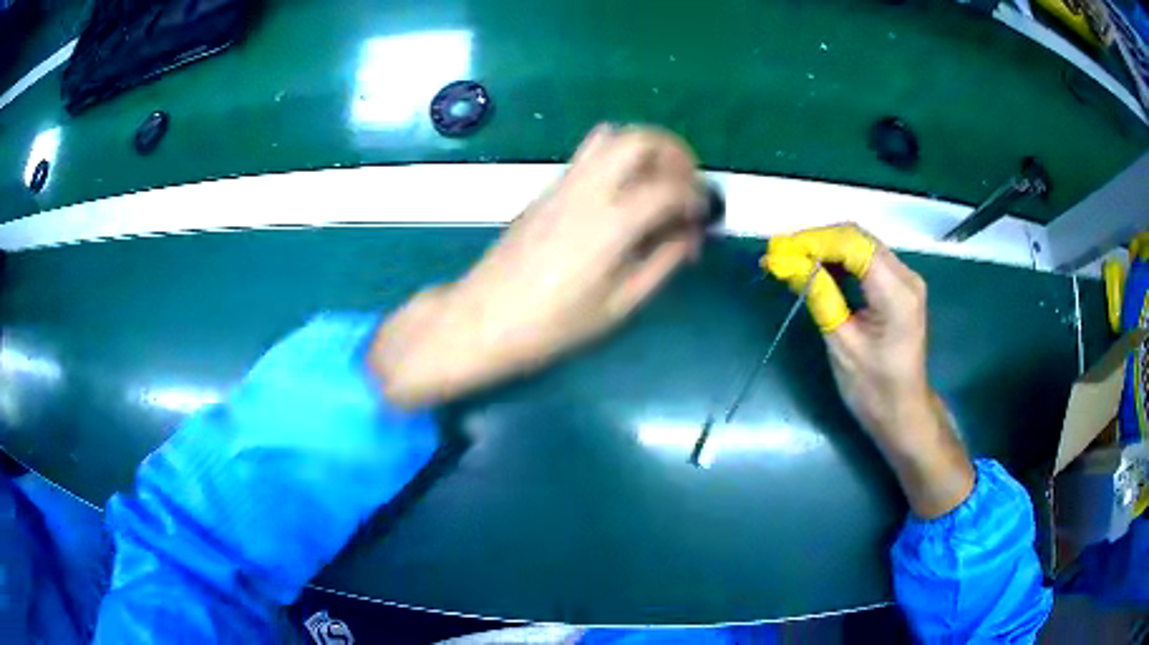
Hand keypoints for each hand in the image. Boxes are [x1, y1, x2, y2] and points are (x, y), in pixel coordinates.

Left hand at [370, 124, 706, 408]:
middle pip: (640, 139)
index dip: (697, 198)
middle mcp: (589, 190)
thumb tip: (687, 235)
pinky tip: (624, 196)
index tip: (703, 221)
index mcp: (611, 223)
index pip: (670, 187)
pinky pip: (590, 155)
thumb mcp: (618, 305)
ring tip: (658, 183)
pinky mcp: (548, 189)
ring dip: (645, 149)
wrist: (484, 318)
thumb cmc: (553, 325)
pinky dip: (619, 160)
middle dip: (676, 153)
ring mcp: (564, 184)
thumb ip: (661, 262)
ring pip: (611, 137)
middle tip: (686, 185)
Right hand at [764, 225, 973, 517]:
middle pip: (857, 237)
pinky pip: (866, 258)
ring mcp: (905, 278)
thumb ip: (820, 296)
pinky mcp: (899, 285)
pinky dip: (839, 259)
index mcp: (897, 292)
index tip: (779, 250)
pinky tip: (816, 268)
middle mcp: (906, 275)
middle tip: (781, 253)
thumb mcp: (842, 344)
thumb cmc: (873, 388)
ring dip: (826, 247)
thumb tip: (787, 262)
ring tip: (792, 259)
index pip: (853, 245)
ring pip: (860, 244)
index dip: (814, 241)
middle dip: (817, 240)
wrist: (903, 412)